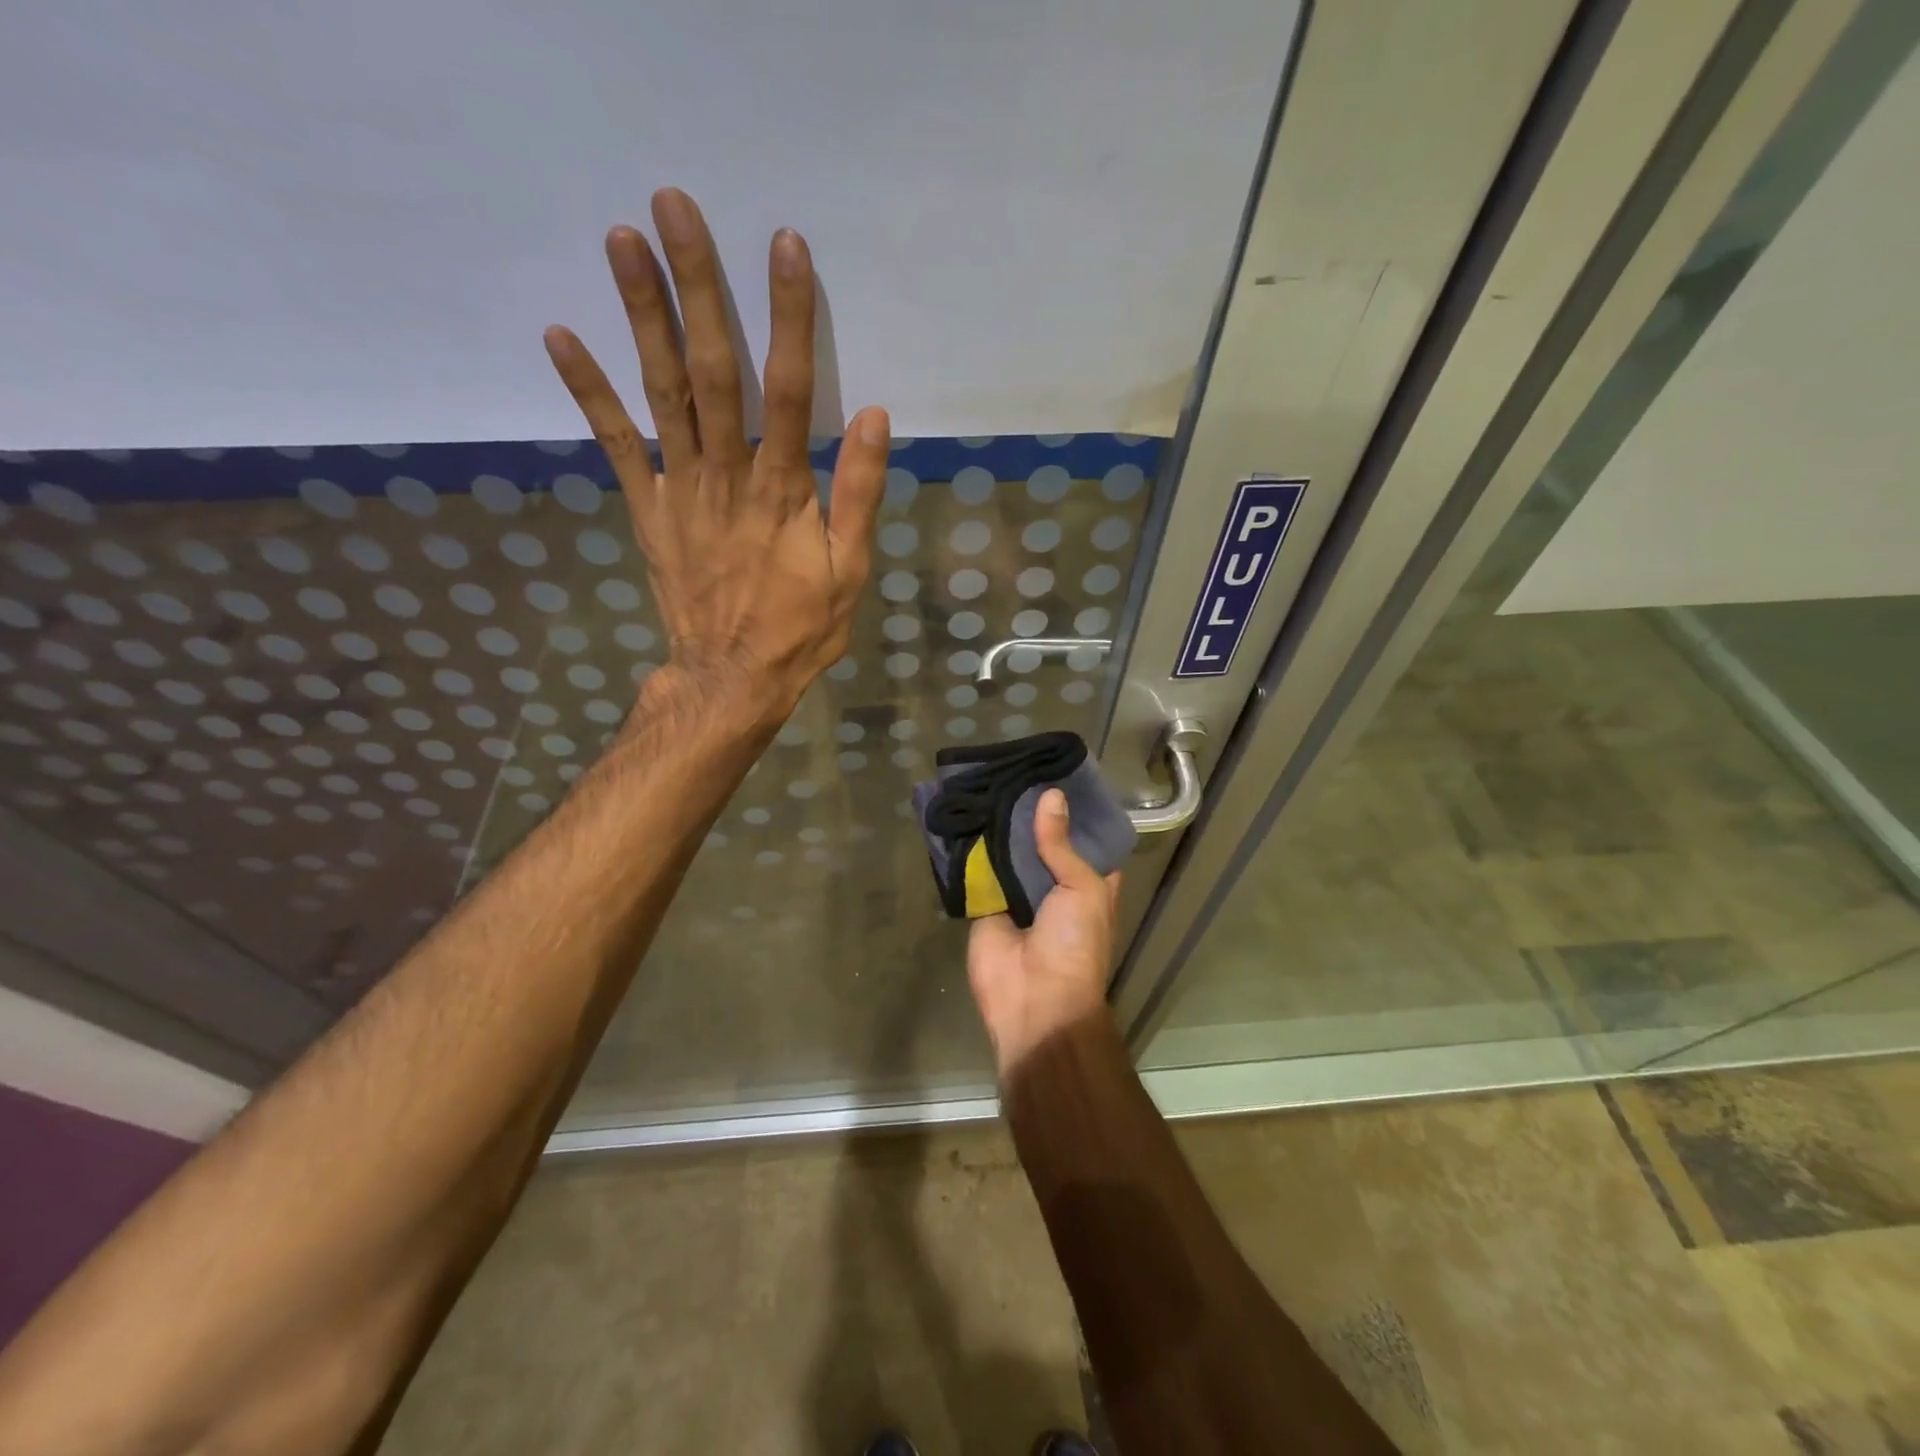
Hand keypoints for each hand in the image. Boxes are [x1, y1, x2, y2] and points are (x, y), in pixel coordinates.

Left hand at [543, 188, 889, 721]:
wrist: (732, 678)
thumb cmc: (800, 629)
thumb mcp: (851, 572)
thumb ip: (861, 496)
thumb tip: (876, 417)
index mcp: (784, 491)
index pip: (792, 390)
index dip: (789, 317)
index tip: (783, 245)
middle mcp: (728, 476)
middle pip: (713, 371)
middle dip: (696, 287)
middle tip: (674, 206)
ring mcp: (681, 490)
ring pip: (662, 392)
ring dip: (640, 315)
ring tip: (620, 239)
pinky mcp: (649, 509)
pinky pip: (617, 444)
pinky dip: (588, 392)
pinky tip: (561, 336)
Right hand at [967, 789, 1121, 1077]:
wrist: (1035, 1001)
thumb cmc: (1075, 944)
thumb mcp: (1082, 888)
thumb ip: (1061, 844)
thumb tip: (1051, 796)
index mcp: (1088, 881)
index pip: (1083, 837)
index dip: (1073, 809)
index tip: (1057, 771)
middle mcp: (1053, 884)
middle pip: (1041, 840)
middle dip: (1030, 812)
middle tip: (1013, 768)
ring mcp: (1018, 894)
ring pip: (1008, 852)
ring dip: (999, 826)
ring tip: (986, 780)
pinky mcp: (985, 904)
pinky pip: (977, 871)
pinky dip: (970, 848)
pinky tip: (962, 812)